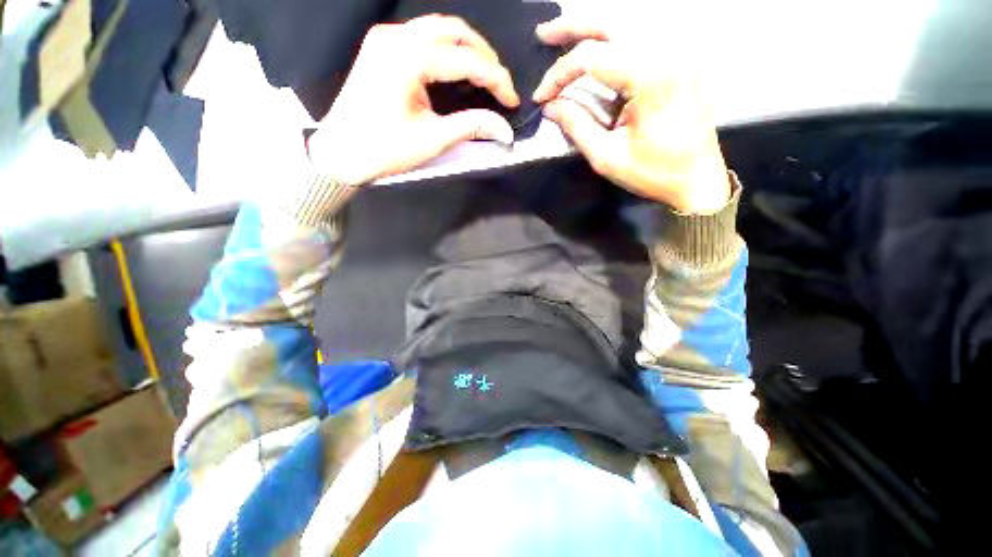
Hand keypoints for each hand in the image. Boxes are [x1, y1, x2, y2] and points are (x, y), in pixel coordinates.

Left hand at [308, 15, 519, 185]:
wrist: (341, 152)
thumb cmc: (385, 150)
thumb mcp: (433, 140)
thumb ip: (472, 127)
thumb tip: (504, 129)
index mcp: (407, 59)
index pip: (465, 60)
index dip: (496, 79)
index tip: (513, 100)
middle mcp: (395, 37)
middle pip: (454, 31)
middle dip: (485, 56)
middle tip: (500, 84)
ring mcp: (385, 38)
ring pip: (438, 28)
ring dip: (467, 48)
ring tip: (484, 74)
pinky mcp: (382, 46)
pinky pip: (423, 36)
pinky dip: (446, 48)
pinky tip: (457, 68)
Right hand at [533, 17, 730, 213]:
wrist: (697, 178)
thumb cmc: (652, 172)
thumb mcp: (607, 157)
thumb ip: (576, 126)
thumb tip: (549, 106)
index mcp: (651, 77)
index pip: (591, 58)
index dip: (559, 74)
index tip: (540, 97)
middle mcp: (667, 52)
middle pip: (611, 23)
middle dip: (572, 28)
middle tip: (543, 35)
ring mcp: (678, 52)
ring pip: (626, 24)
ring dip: (591, 28)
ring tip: (563, 37)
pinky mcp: (679, 59)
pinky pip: (641, 37)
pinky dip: (613, 38)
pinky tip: (596, 46)